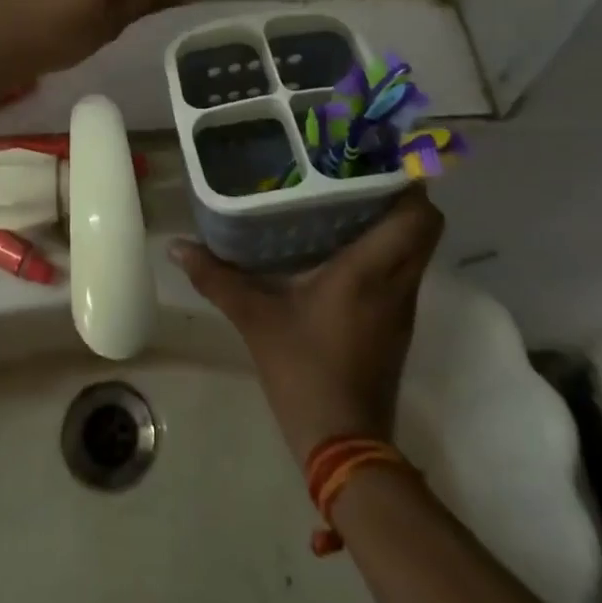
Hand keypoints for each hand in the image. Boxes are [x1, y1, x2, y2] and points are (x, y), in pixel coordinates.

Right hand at [173, 188, 444, 465]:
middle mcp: (398, 283)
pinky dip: (386, 248)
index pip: (418, 215)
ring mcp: (402, 306)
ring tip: (345, 196)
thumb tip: (175, 246)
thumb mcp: (256, 319)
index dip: (406, 181)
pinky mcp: (397, 325)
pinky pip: (403, 270)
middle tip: (354, 171)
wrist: (345, 447)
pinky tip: (343, 243)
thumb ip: (217, 278)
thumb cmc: (304, 370)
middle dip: (400, 193)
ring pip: (415, 248)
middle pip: (426, 226)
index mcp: (371, 271)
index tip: (374, 155)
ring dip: (393, 220)